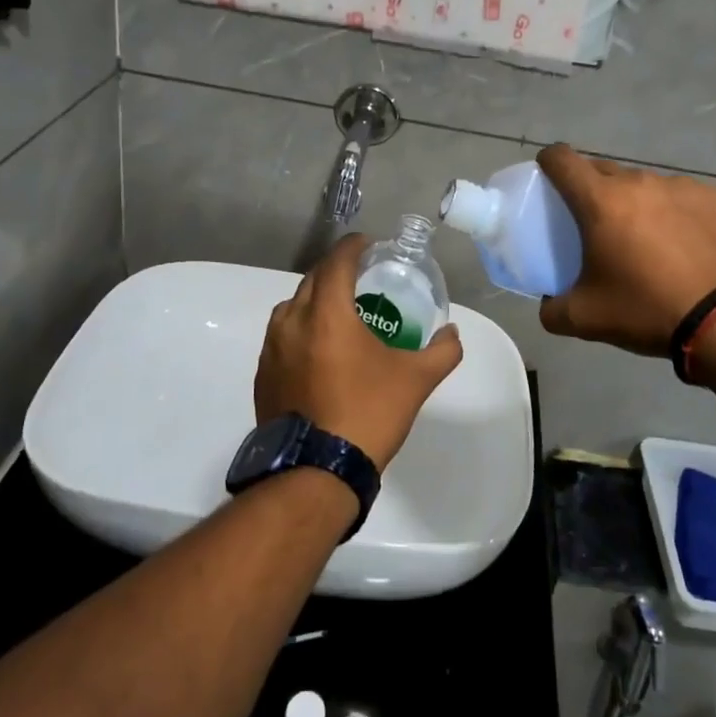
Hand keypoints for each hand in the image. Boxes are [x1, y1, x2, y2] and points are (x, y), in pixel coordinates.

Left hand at [254, 233, 463, 469]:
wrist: (316, 471)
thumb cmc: (368, 414)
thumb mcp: (416, 381)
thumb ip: (442, 351)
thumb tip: (453, 333)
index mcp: (326, 314)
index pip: (337, 262)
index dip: (353, 247)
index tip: (369, 245)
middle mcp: (292, 322)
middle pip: (312, 280)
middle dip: (335, 271)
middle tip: (360, 278)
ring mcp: (272, 350)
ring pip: (292, 308)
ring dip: (314, 300)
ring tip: (338, 313)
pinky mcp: (263, 375)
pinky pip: (281, 337)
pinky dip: (300, 330)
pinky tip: (318, 351)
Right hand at [536, 143, 715, 355]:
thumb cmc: (646, 310)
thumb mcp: (585, 319)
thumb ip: (552, 308)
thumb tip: (549, 303)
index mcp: (601, 201)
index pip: (561, 159)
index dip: (548, 163)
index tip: (548, 181)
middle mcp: (640, 182)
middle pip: (604, 171)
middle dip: (593, 190)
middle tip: (597, 225)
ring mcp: (683, 186)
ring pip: (646, 185)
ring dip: (638, 204)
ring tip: (649, 242)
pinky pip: (684, 198)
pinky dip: (677, 215)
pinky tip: (687, 247)